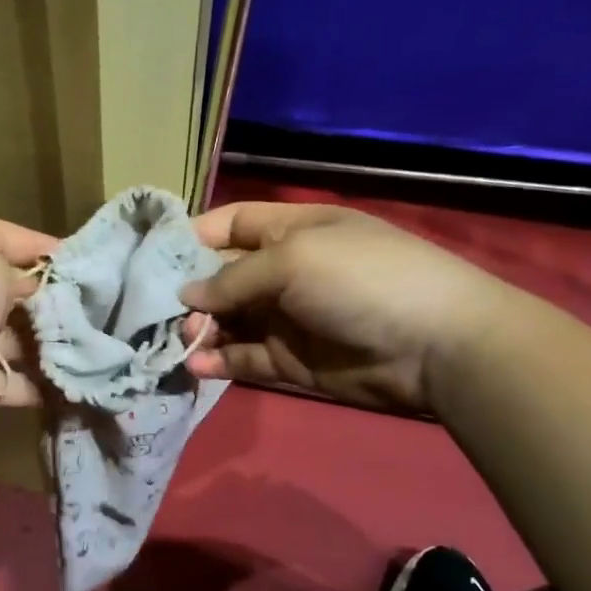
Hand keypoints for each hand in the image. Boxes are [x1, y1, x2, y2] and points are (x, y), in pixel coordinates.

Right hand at [178, 201, 521, 415]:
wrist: (437, 345)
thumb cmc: (361, 279)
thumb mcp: (293, 260)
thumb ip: (233, 278)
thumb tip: (186, 296)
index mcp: (291, 230)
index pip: (230, 224)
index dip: (193, 236)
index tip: (154, 258)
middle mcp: (285, 271)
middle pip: (222, 276)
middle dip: (191, 292)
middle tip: (166, 313)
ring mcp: (288, 317)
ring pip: (229, 321)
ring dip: (202, 330)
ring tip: (183, 341)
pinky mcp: (292, 360)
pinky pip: (245, 358)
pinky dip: (220, 362)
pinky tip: (198, 366)